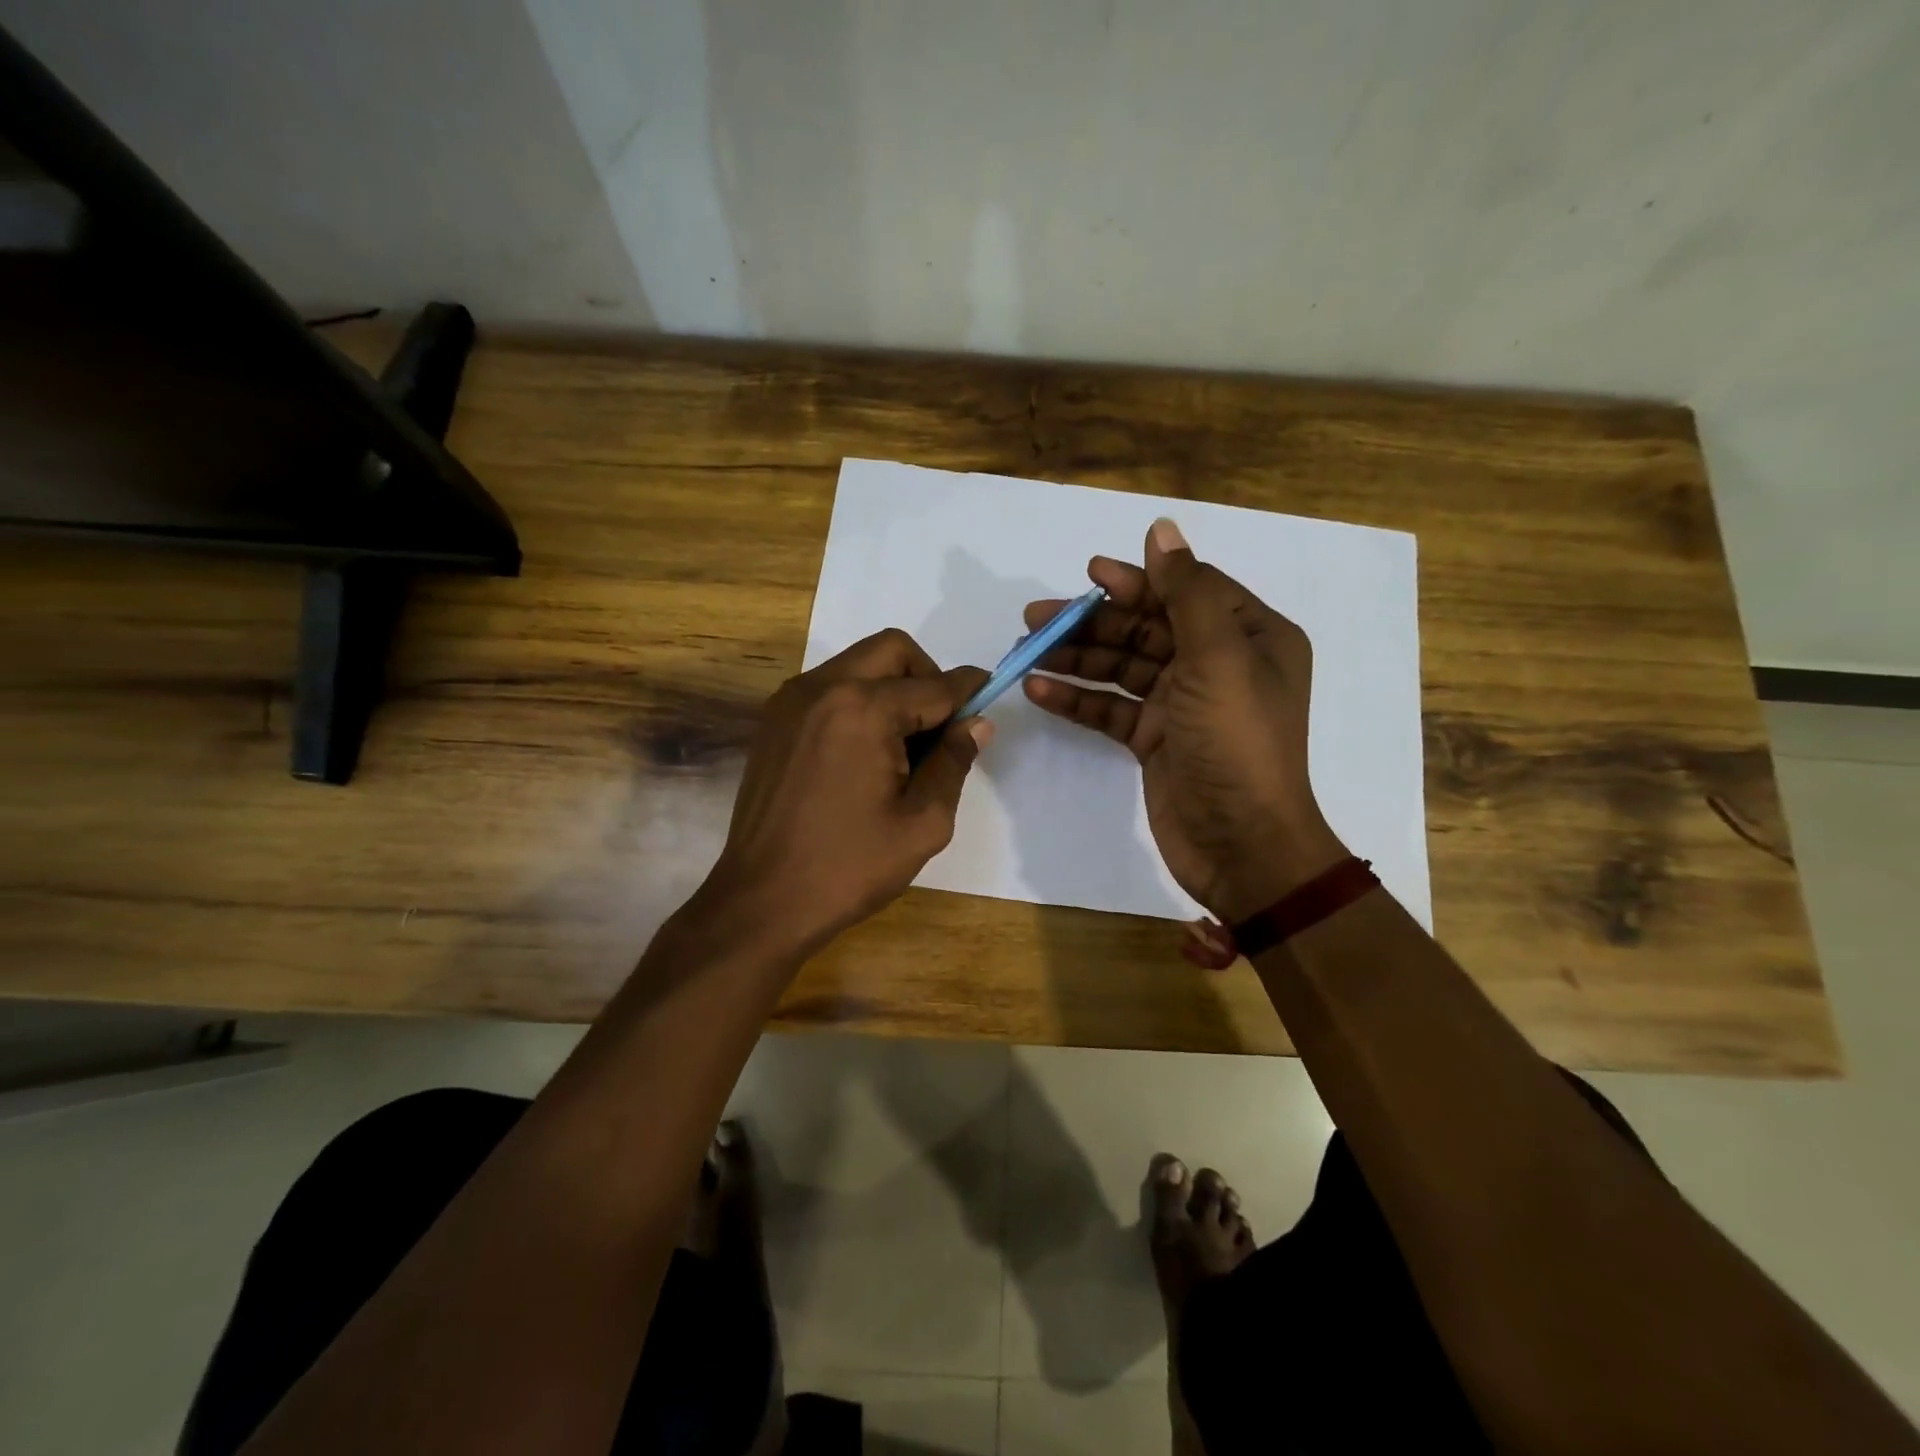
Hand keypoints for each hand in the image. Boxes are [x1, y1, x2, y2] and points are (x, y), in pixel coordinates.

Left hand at [702, 628, 990, 955]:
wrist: (763, 900)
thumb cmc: (849, 867)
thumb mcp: (922, 822)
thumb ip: (954, 762)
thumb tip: (977, 723)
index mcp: (862, 709)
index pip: (933, 686)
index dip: (969, 691)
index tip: (991, 695)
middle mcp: (822, 688)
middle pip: (892, 651)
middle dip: (927, 677)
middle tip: (940, 728)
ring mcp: (790, 701)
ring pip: (858, 664)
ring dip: (892, 688)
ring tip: (903, 747)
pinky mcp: (773, 721)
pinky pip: (829, 688)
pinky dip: (858, 701)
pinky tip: (865, 753)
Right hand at [1022, 518, 1346, 923]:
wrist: (1241, 844)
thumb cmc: (1236, 742)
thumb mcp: (1218, 657)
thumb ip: (1187, 592)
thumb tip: (1162, 529)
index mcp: (1248, 636)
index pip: (1186, 591)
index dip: (1138, 580)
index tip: (1089, 574)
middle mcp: (1218, 663)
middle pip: (1146, 628)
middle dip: (1092, 621)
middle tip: (1034, 618)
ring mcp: (1183, 704)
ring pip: (1122, 666)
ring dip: (1076, 657)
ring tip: (1027, 651)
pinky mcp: (1155, 739)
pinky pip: (1111, 707)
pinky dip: (1078, 698)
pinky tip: (1039, 690)